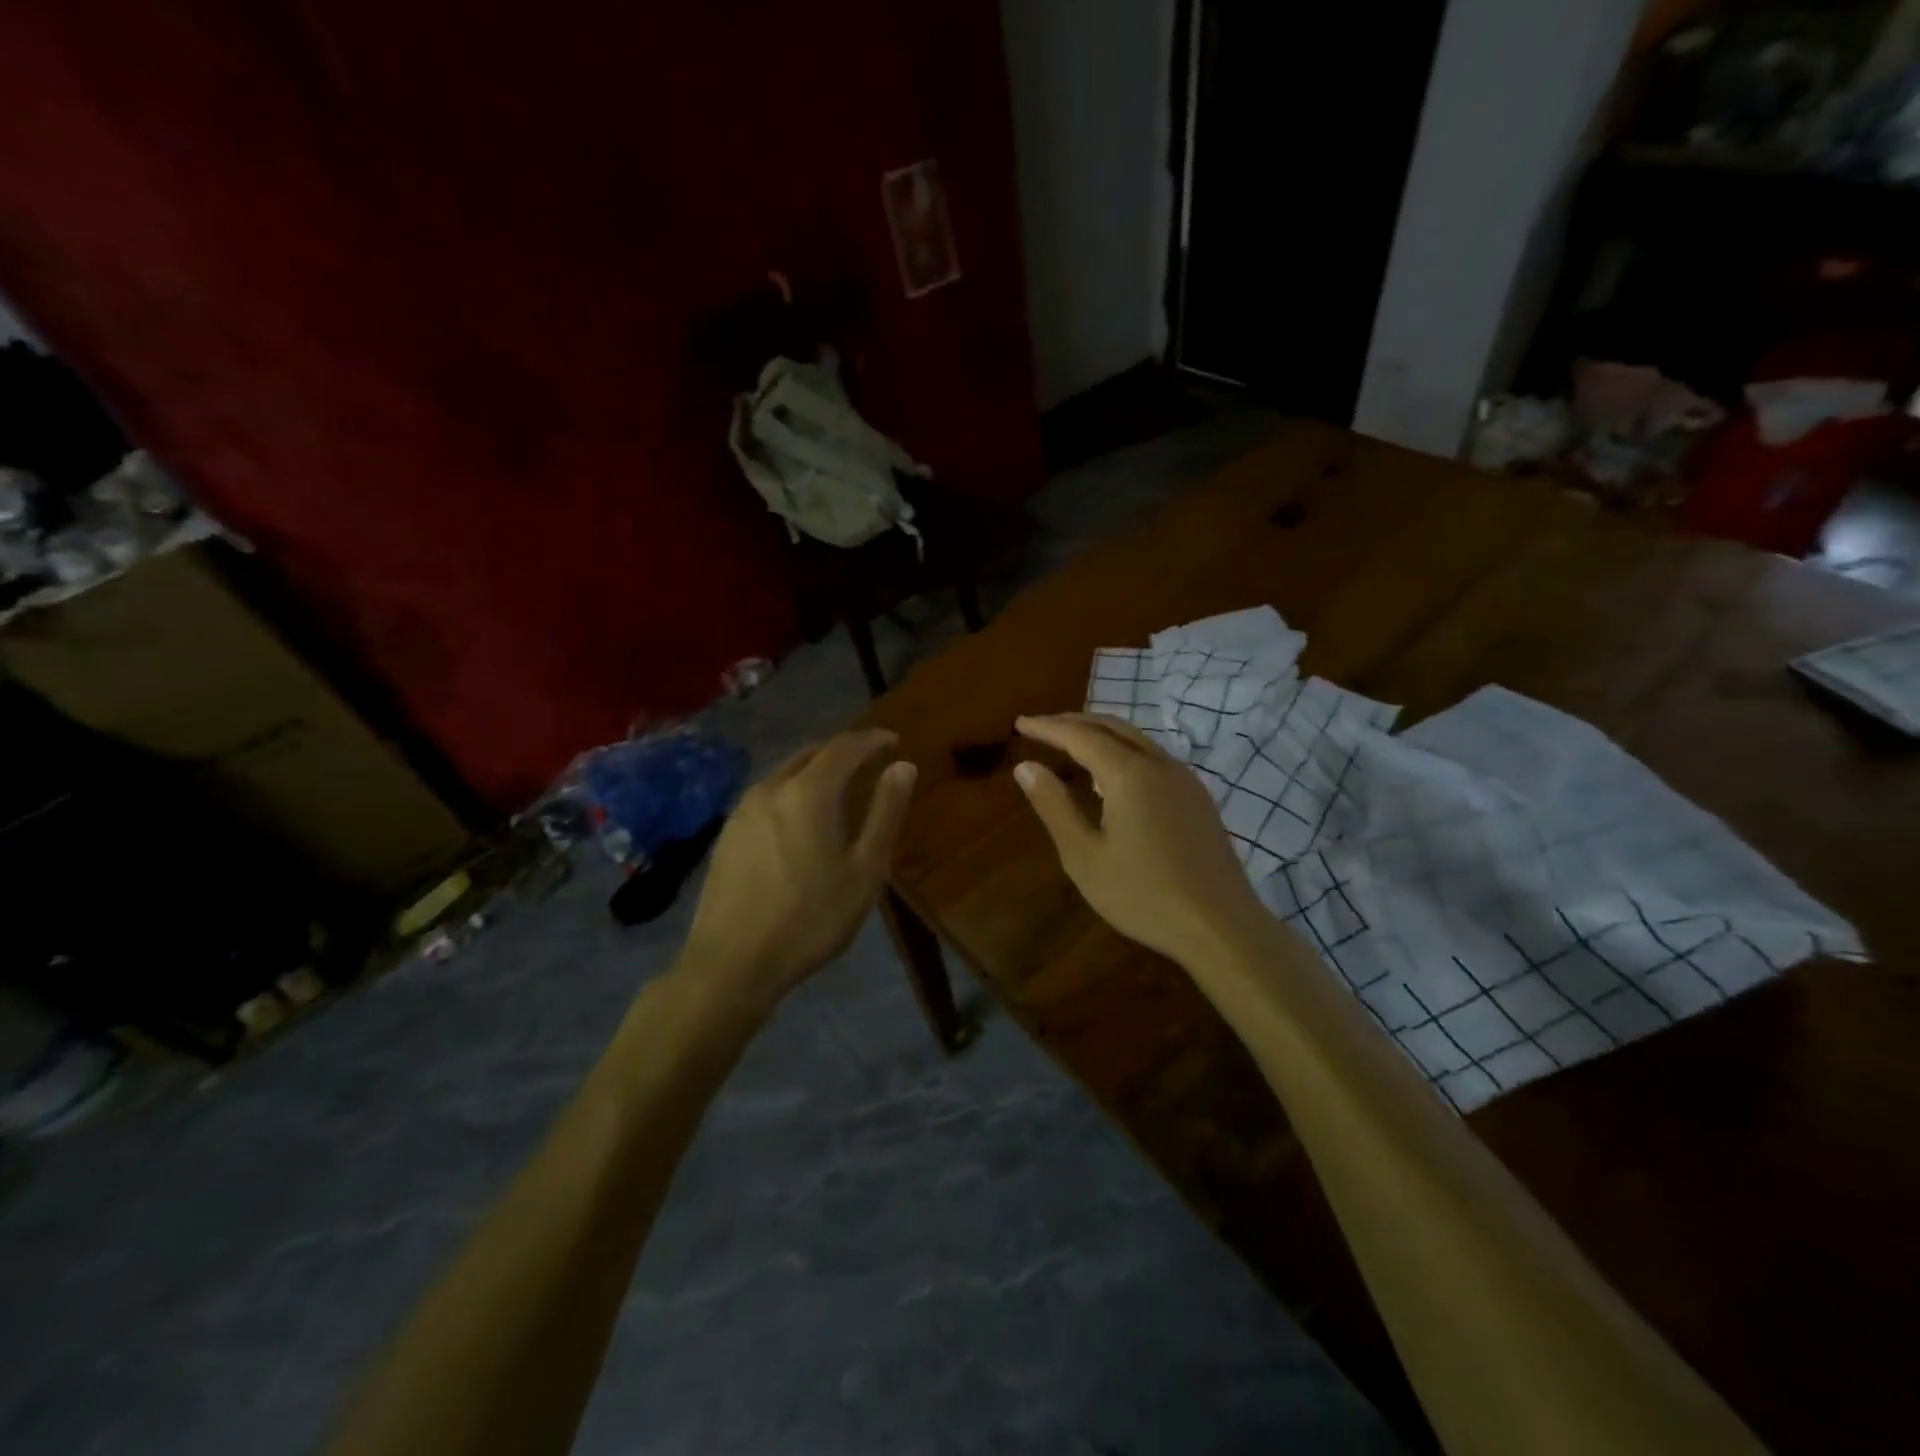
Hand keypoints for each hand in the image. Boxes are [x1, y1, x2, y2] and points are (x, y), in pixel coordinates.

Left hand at [681, 729, 916, 1014]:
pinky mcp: (727, 834)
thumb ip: (885, 813)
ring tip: (839, 790)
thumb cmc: (810, 918)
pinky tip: (801, 820)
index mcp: (808, 791)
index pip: (844, 746)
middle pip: (811, 753)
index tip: (893, 741)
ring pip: (786, 773)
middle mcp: (770, 788)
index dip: (872, 739)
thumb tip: (903, 766)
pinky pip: (768, 795)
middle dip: (843, 751)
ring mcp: (742, 810)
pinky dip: (793, 792)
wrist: (732, 963)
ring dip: (816, 771)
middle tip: (869, 762)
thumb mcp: (865, 870)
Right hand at [1013, 713, 1267, 965]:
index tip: (1020, 724)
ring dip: (1100, 734)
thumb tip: (1025, 766)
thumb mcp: (1084, 856)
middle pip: (1111, 727)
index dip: (1048, 727)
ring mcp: (1184, 779)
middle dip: (1074, 722)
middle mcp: (1159, 764)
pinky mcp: (1197, 797)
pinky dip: (1123, 751)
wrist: (1220, 926)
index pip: (1080, 736)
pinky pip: (1153, 757)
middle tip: (1041, 727)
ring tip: (1070, 744)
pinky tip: (1111, 775)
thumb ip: (1054, 806)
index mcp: (1128, 774)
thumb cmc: (1142, 895)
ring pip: (1136, 739)